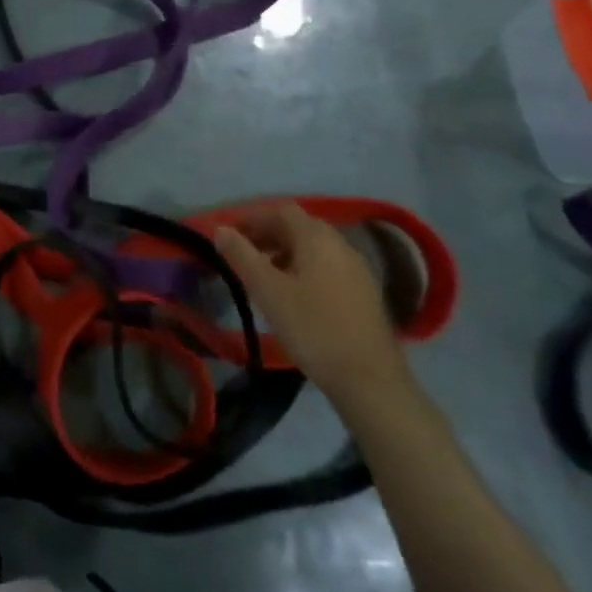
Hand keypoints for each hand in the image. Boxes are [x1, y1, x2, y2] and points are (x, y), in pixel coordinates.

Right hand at [213, 201, 410, 411]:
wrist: (370, 380)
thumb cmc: (313, 328)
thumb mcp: (268, 291)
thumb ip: (242, 255)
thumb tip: (220, 229)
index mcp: (317, 237)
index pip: (280, 211)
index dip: (251, 218)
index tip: (228, 235)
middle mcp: (340, 244)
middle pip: (298, 227)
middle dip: (266, 234)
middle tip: (241, 254)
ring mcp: (356, 269)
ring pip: (313, 248)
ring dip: (284, 252)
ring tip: (262, 276)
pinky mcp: (364, 292)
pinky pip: (326, 266)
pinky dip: (303, 268)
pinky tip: (292, 295)